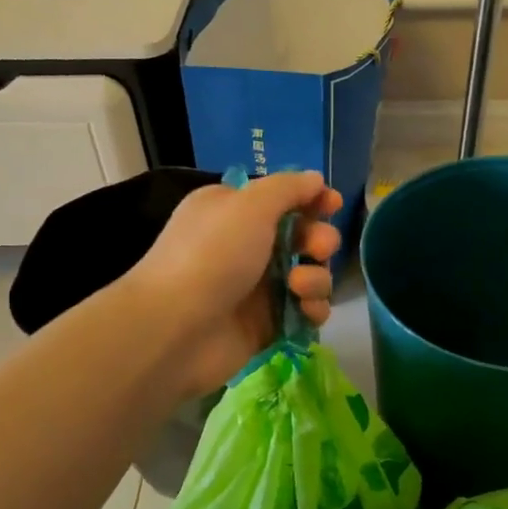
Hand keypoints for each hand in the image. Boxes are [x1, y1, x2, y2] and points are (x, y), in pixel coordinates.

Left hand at [127, 170, 343, 397]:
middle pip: (303, 237)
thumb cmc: (211, 256)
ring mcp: (257, 288)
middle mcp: (246, 246)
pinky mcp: (267, 324)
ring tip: (300, 287)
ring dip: (317, 277)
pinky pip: (305, 311)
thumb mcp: (249, 205)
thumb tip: (315, 179)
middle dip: (319, 240)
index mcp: (234, 212)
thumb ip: (288, 188)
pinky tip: (307, 312)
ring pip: (309, 275)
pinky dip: (313, 310)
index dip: (311, 200)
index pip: (282, 199)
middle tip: (317, 249)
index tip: (332, 205)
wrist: (176, 329)